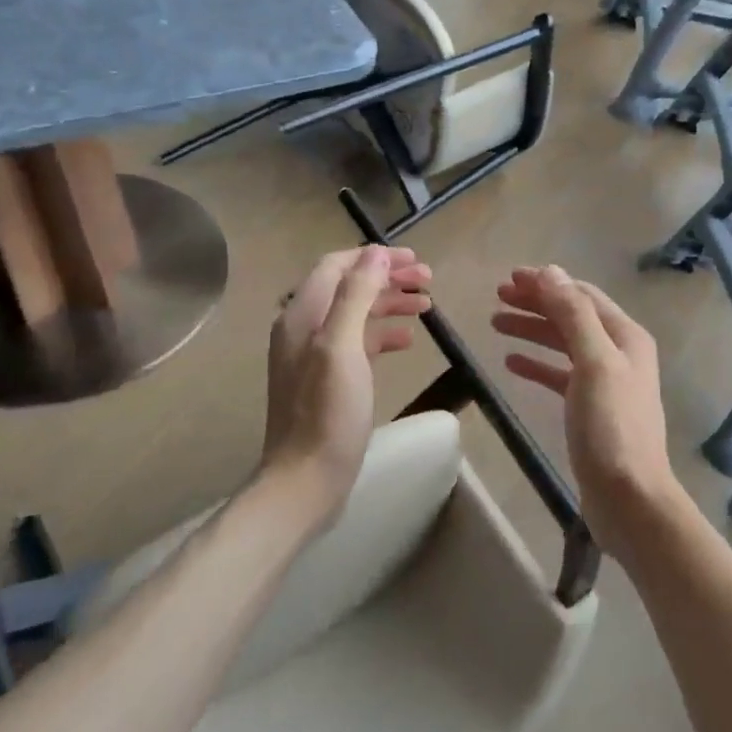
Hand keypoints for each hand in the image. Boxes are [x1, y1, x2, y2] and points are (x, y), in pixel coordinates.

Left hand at [261, 245, 431, 524]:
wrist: (307, 478)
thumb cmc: (327, 412)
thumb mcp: (342, 347)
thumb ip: (356, 296)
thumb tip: (375, 253)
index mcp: (302, 315)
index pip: (337, 266)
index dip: (375, 258)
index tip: (415, 260)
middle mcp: (303, 329)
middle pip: (349, 288)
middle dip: (388, 279)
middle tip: (429, 281)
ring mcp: (315, 356)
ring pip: (356, 314)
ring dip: (390, 304)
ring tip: (427, 306)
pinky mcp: (328, 379)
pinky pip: (358, 343)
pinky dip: (383, 334)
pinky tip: (407, 341)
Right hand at [492, 266, 681, 558]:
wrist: (629, 497)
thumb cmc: (611, 427)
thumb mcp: (594, 363)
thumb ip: (573, 316)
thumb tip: (551, 272)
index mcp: (625, 336)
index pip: (582, 296)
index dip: (547, 283)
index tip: (509, 277)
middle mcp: (619, 352)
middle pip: (572, 316)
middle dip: (537, 303)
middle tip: (498, 296)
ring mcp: (606, 381)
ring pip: (563, 344)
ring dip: (532, 330)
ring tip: (496, 322)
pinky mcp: (591, 409)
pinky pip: (560, 375)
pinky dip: (537, 364)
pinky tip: (512, 361)